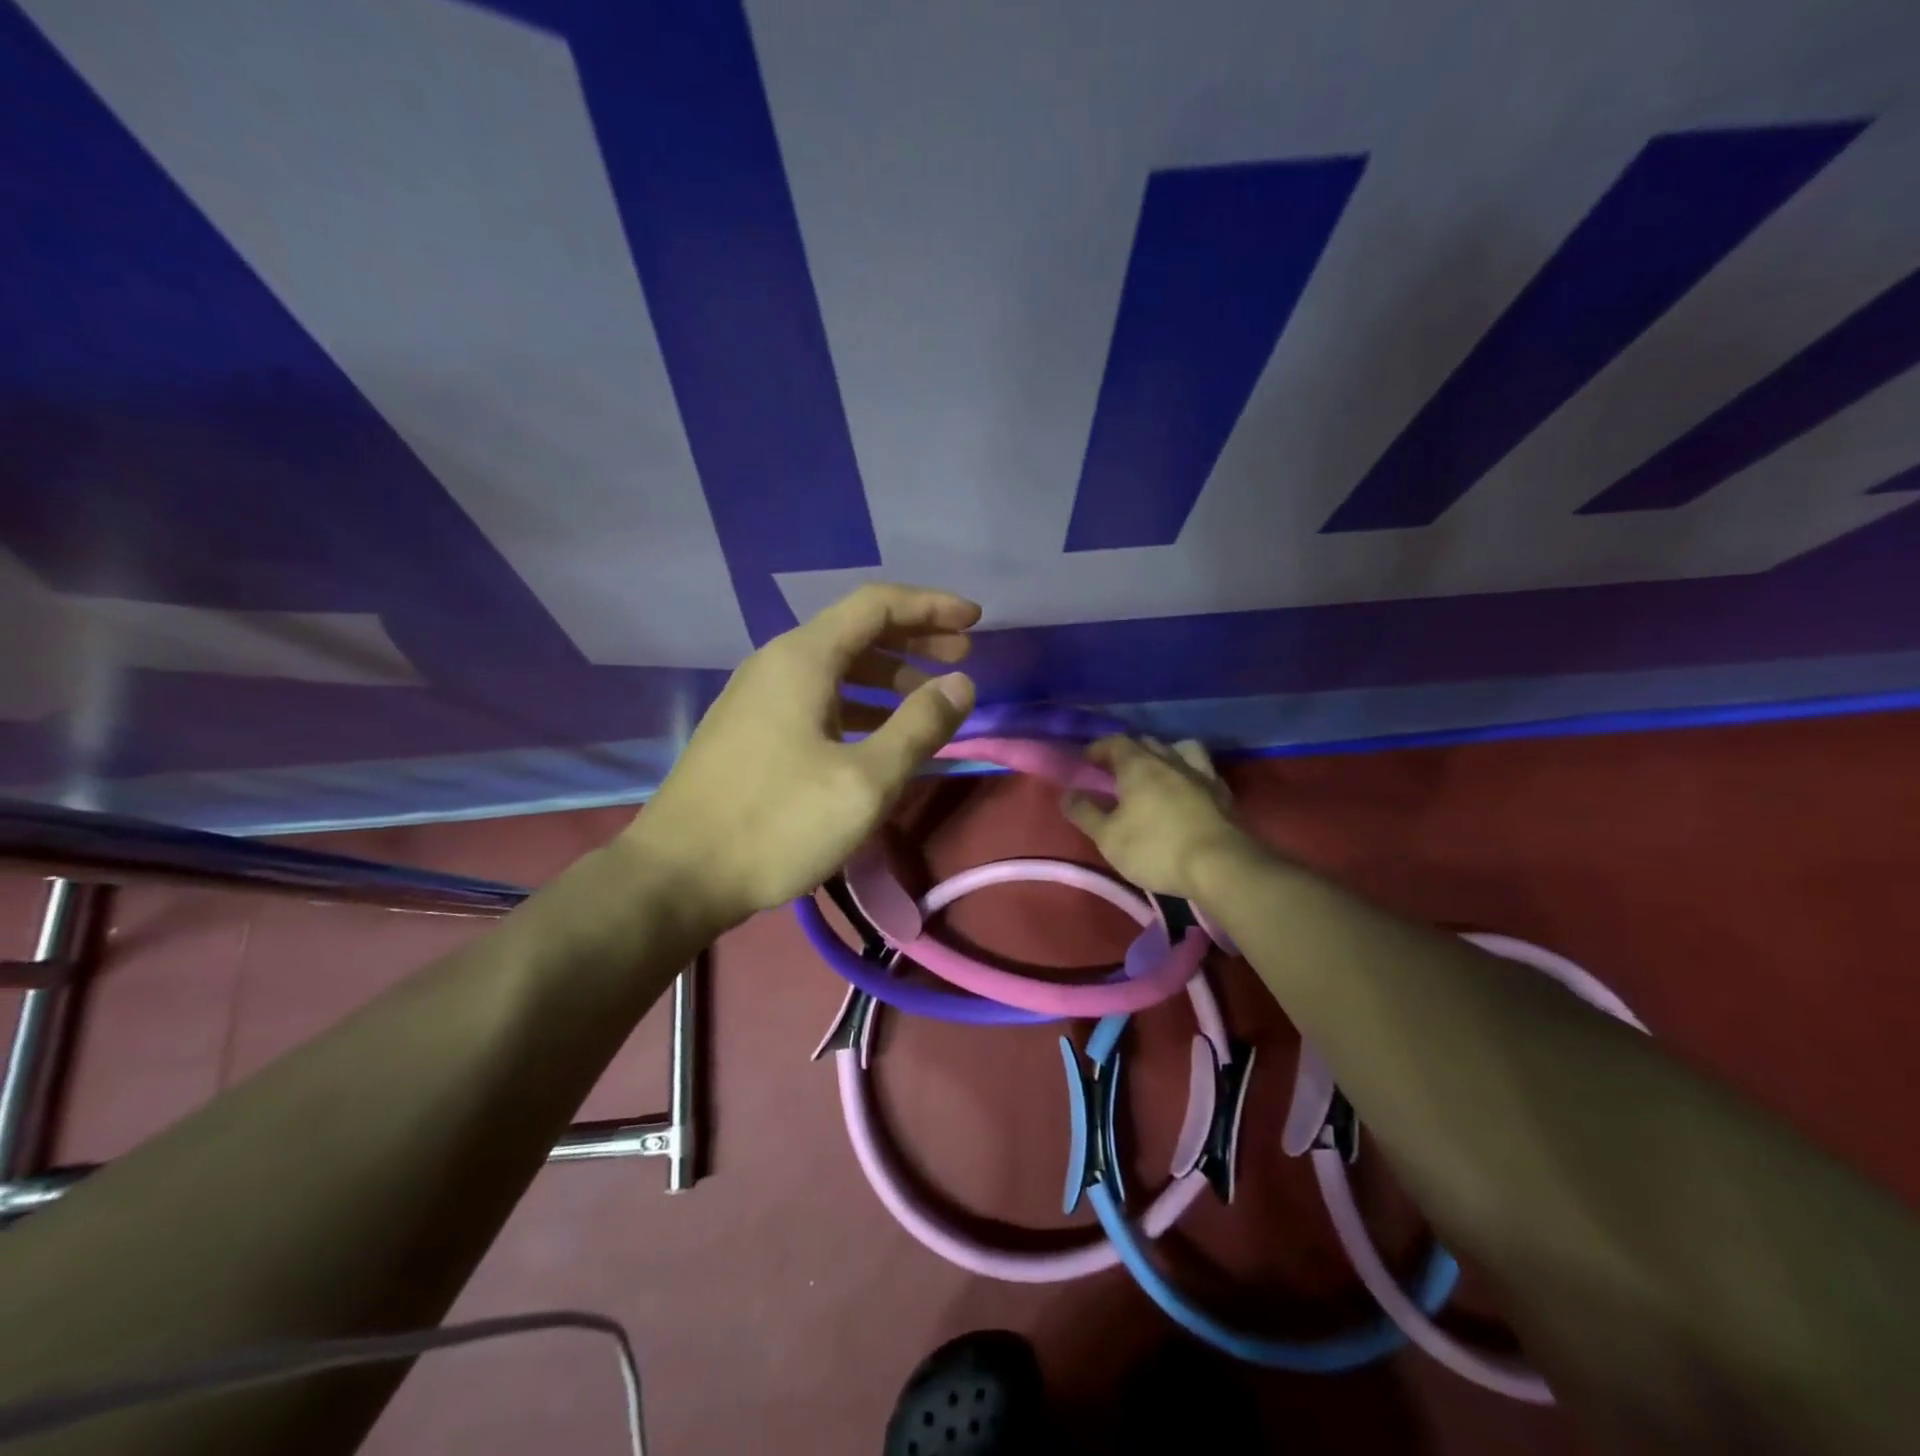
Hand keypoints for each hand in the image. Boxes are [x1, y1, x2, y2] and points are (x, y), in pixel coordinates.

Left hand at [625, 584, 979, 928]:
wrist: (677, 876)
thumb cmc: (776, 824)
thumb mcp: (865, 781)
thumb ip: (919, 727)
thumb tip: (961, 684)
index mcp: (803, 658)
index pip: (877, 605)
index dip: (931, 606)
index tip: (976, 620)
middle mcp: (777, 663)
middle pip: (856, 631)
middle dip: (914, 638)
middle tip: (961, 656)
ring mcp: (758, 697)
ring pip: (836, 667)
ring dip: (887, 674)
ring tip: (928, 695)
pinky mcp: (751, 731)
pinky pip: (817, 698)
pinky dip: (858, 703)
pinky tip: (879, 733)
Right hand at [1060, 736, 1249, 899]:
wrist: (1220, 866)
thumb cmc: (1155, 848)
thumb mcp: (1108, 837)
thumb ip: (1085, 813)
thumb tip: (1068, 794)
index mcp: (1139, 765)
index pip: (1115, 742)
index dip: (1098, 748)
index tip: (1086, 760)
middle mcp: (1170, 760)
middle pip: (1146, 743)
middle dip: (1128, 751)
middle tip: (1115, 769)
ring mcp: (1201, 774)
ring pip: (1180, 749)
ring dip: (1164, 754)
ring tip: (1155, 772)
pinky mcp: (1223, 793)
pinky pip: (1202, 771)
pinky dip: (1189, 774)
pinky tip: (1186, 790)